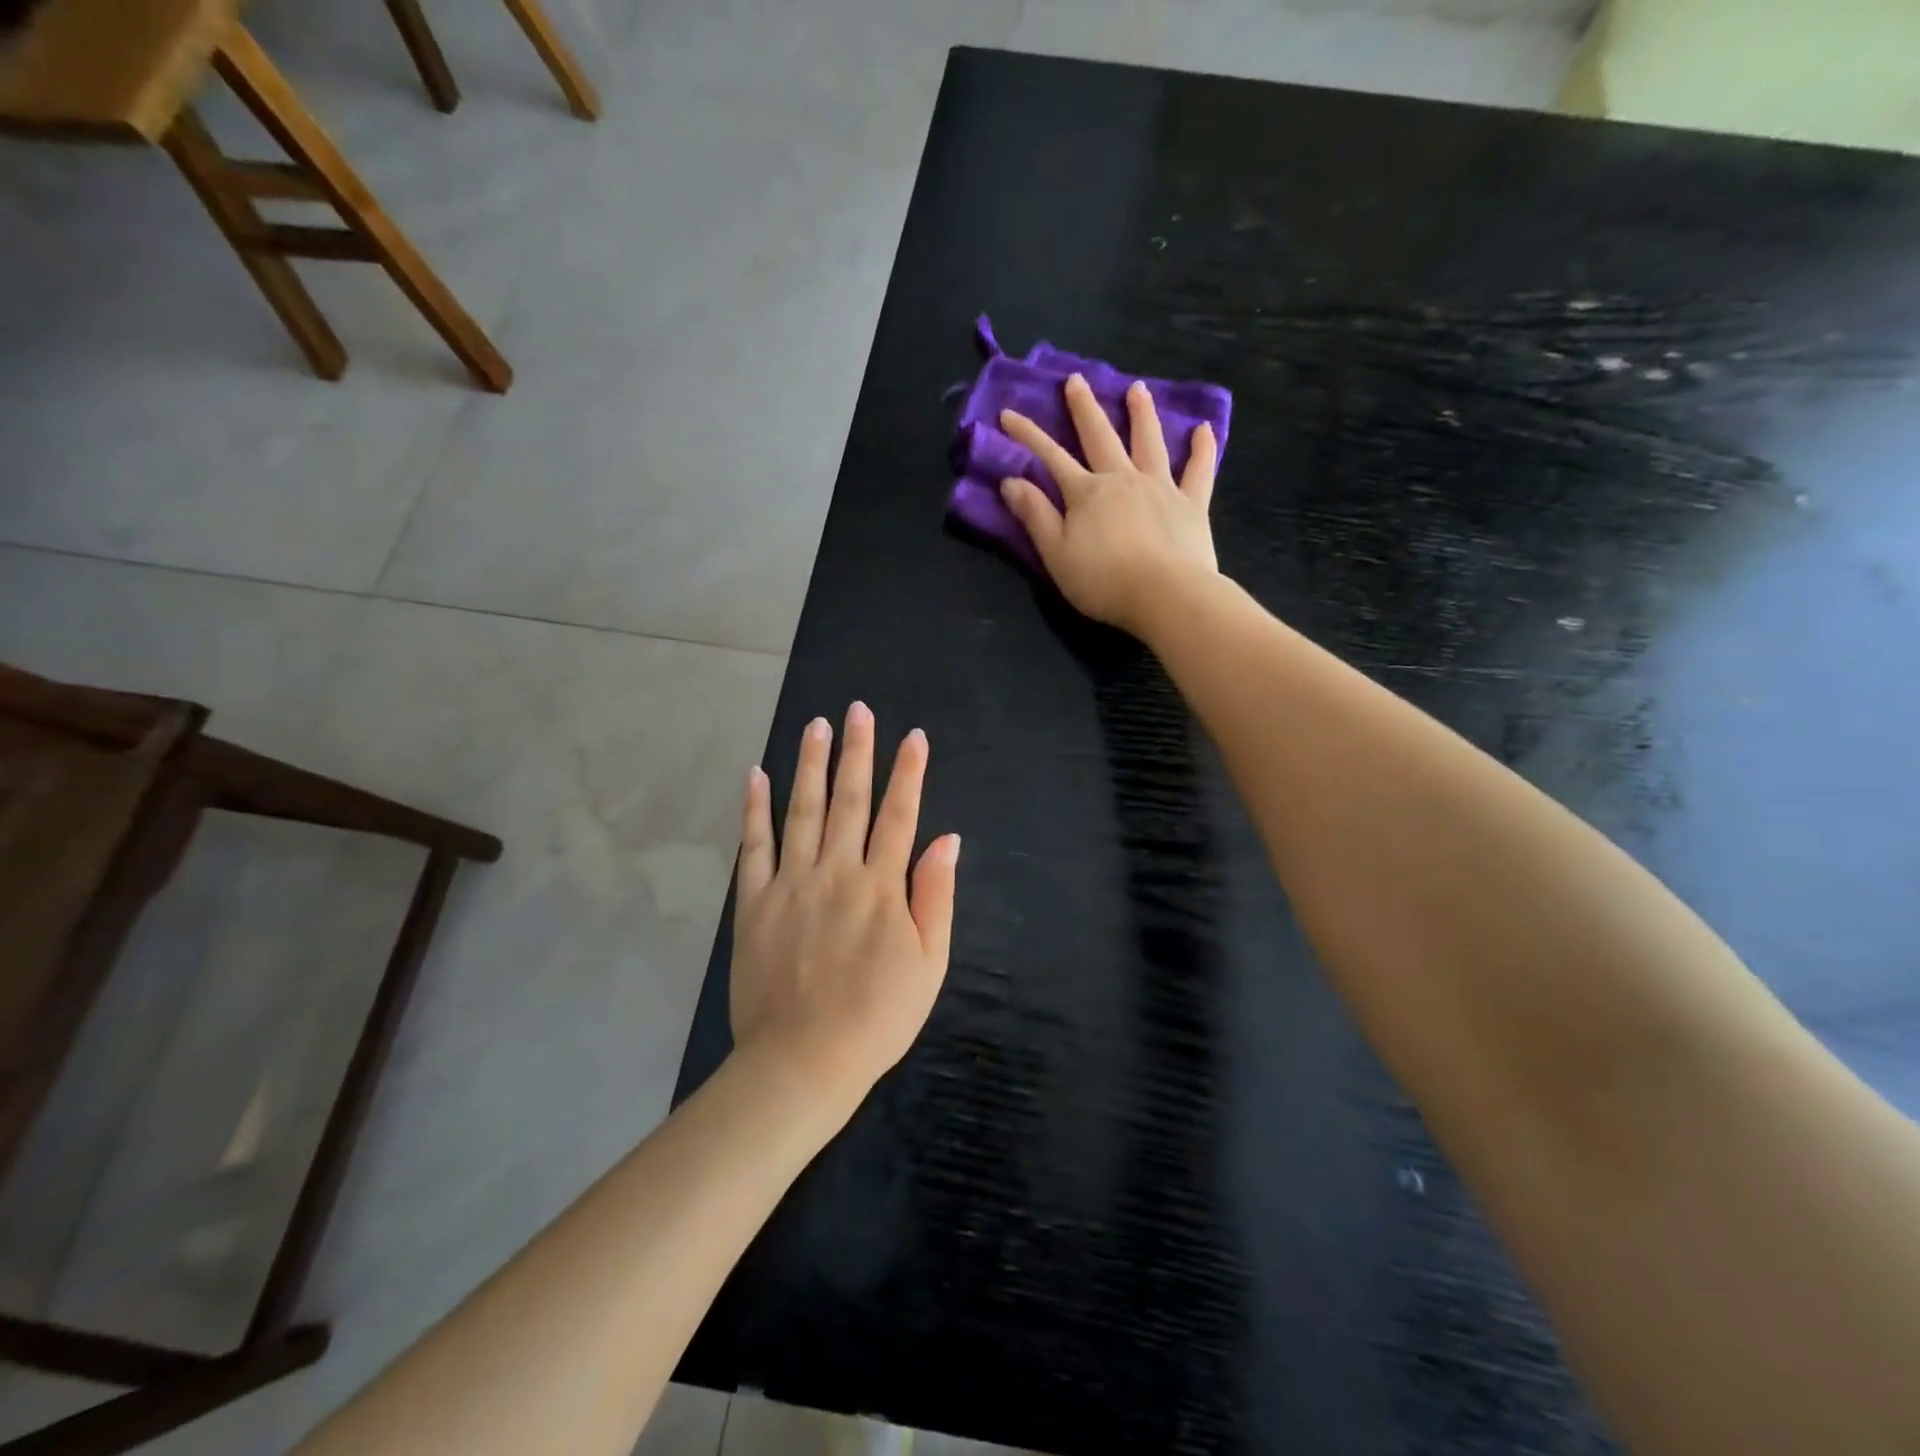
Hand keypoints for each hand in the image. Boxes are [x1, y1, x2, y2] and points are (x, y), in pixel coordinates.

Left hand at [730, 702, 959, 1107]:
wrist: (804, 1060)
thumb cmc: (878, 1017)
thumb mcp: (930, 964)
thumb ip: (936, 896)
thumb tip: (947, 839)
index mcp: (881, 886)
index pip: (900, 815)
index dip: (908, 772)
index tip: (913, 736)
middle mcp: (836, 872)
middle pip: (850, 800)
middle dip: (857, 751)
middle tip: (856, 710)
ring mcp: (791, 884)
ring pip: (802, 810)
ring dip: (810, 764)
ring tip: (815, 725)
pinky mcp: (755, 903)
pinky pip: (754, 846)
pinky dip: (754, 810)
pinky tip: (756, 776)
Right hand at [998, 372, 1218, 636]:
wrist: (1165, 595)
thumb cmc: (1104, 581)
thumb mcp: (1056, 554)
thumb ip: (1035, 516)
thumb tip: (1011, 481)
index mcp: (1087, 493)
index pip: (1050, 457)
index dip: (1027, 435)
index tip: (1008, 414)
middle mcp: (1123, 479)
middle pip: (1100, 437)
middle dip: (1084, 408)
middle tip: (1075, 380)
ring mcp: (1161, 487)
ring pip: (1149, 442)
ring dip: (1141, 414)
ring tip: (1137, 389)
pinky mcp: (1192, 504)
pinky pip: (1199, 470)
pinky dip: (1202, 449)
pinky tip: (1203, 429)